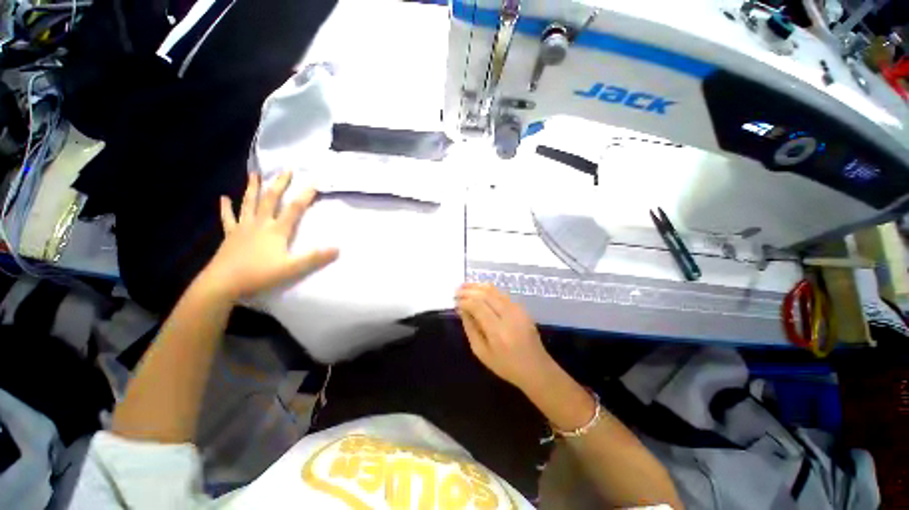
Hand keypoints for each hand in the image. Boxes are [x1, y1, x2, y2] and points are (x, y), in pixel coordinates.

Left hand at [198, 171, 338, 300]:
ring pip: (249, 203)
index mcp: (276, 230)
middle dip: (280, 184)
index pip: (294, 208)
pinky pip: (228, 218)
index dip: (306, 194)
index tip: (315, 180)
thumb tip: (337, 249)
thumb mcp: (291, 268)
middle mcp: (260, 224)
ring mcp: (243, 228)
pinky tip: (223, 198)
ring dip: (253, 188)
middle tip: (286, 169)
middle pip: (271, 199)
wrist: (222, 283)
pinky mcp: (230, 235)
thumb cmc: (258, 275)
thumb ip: (314, 258)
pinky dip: (226, 207)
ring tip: (255, 174)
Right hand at [456, 283, 556, 391]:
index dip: (464, 301)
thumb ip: (470, 329)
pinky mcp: (522, 308)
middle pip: (486, 295)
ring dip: (478, 286)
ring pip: (495, 291)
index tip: (455, 301)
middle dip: (469, 290)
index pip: (478, 307)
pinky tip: (480, 289)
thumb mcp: (482, 353)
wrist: (536, 368)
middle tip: (457, 290)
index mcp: (498, 331)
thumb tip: (462, 310)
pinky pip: (502, 294)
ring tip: (465, 286)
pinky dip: (489, 289)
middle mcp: (509, 316)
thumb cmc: (506, 365)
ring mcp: (517, 310)